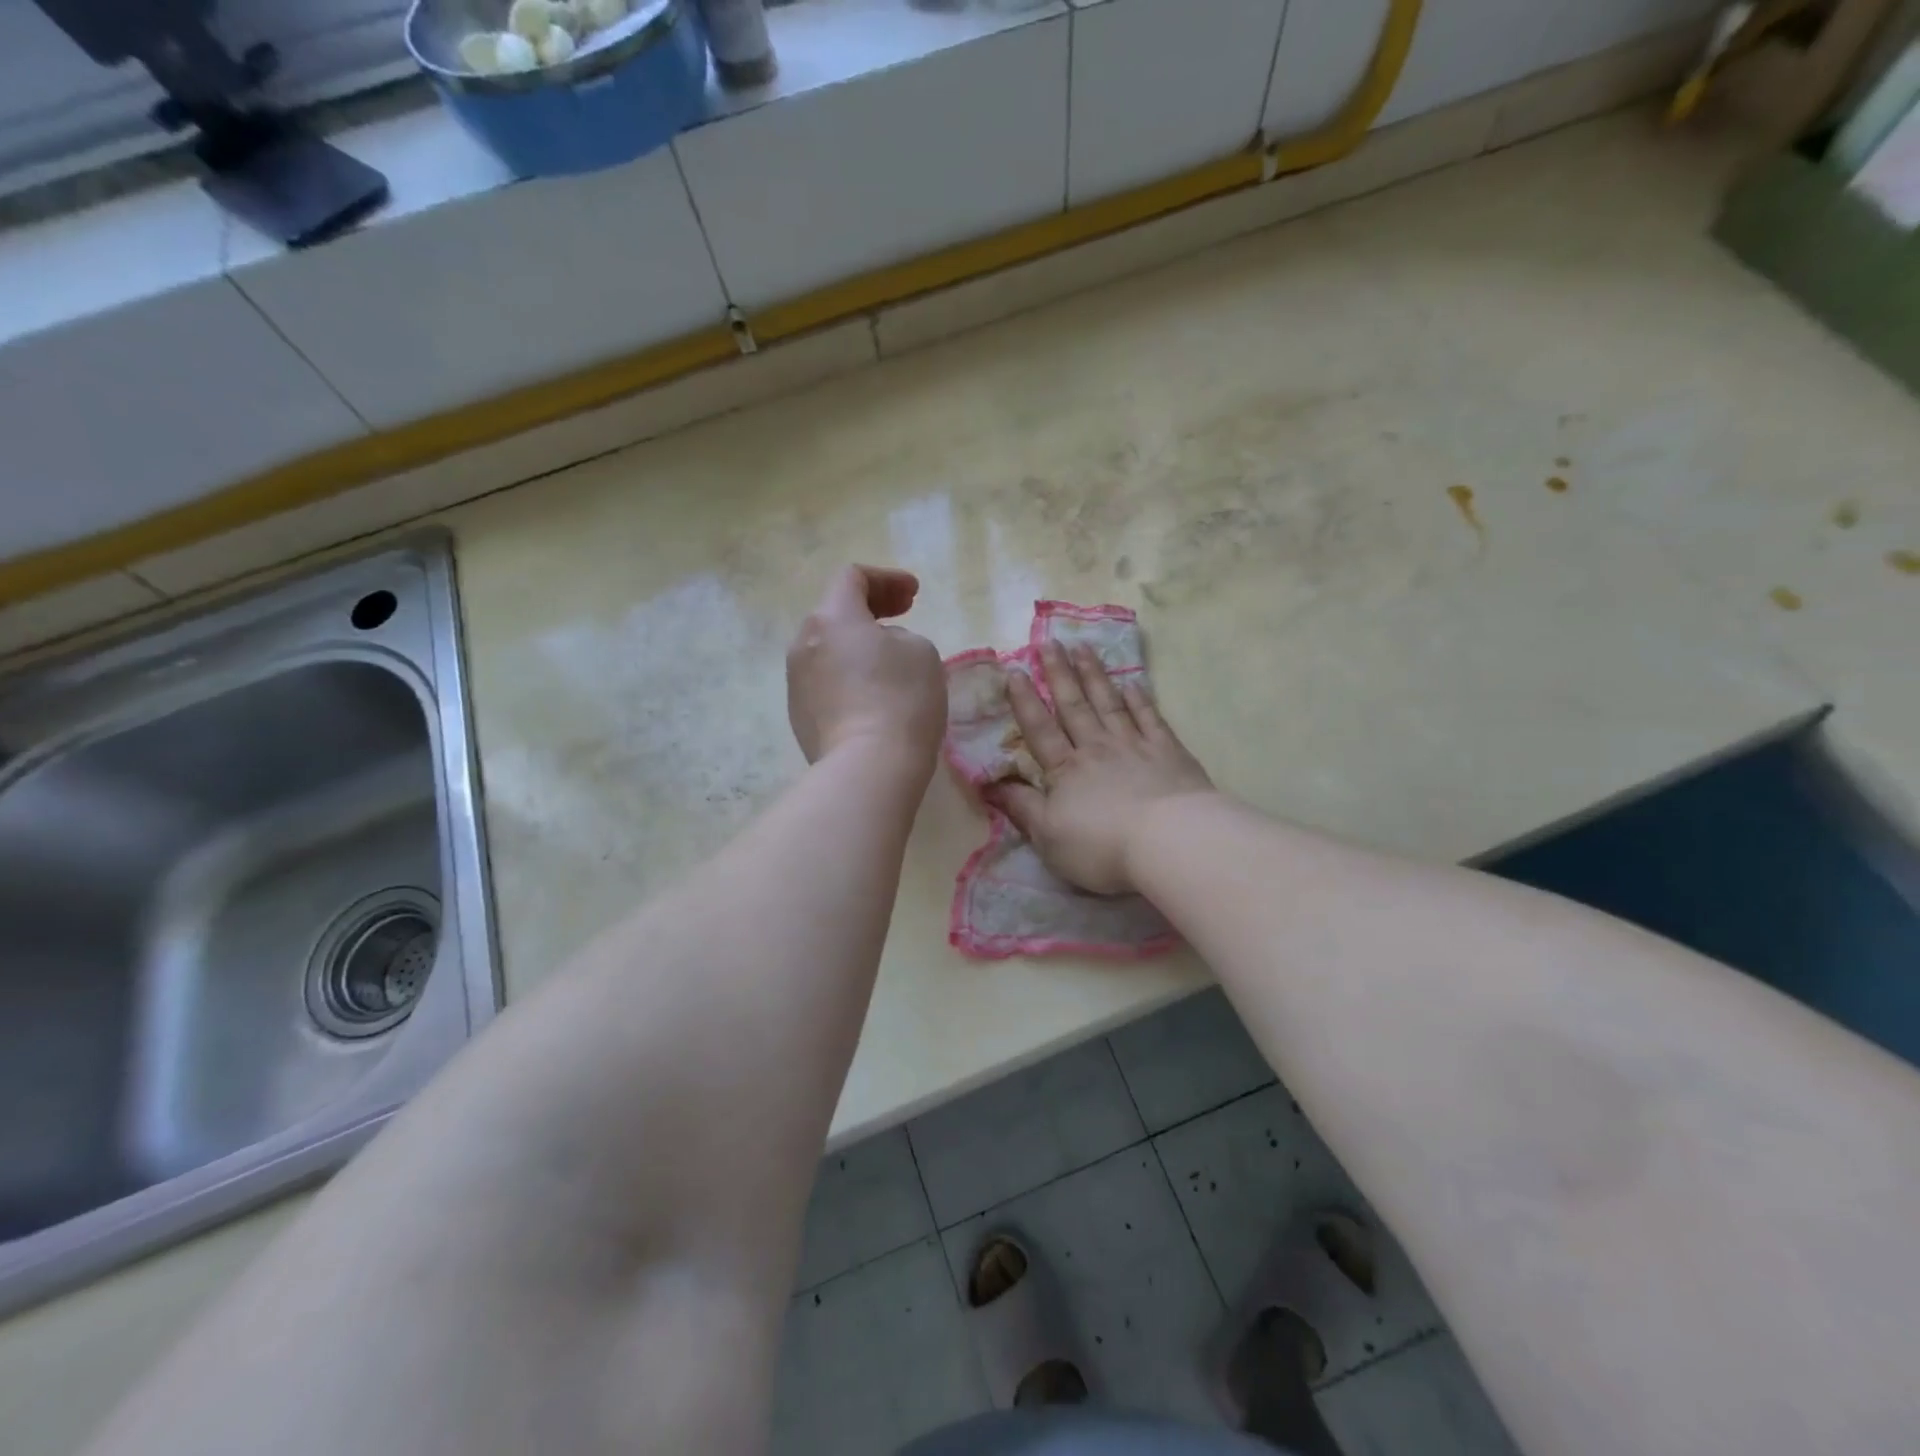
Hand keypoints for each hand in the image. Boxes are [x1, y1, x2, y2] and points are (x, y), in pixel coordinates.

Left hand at [787, 565, 944, 768]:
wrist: (868, 767)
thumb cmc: (901, 699)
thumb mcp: (921, 651)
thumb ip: (899, 636)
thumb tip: (880, 649)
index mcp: (832, 618)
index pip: (852, 578)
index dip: (886, 579)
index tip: (914, 595)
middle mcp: (803, 644)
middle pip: (835, 613)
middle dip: (870, 609)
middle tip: (902, 616)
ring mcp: (795, 683)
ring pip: (828, 650)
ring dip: (857, 646)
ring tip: (889, 660)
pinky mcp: (799, 717)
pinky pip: (826, 683)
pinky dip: (849, 677)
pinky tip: (873, 697)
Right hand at [989, 642, 1214, 894]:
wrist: (1169, 841)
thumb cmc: (1101, 846)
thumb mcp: (1047, 836)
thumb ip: (1020, 807)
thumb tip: (988, 784)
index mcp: (1065, 770)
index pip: (1039, 729)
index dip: (1024, 701)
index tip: (1014, 670)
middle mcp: (1096, 749)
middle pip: (1073, 706)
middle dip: (1059, 674)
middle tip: (1050, 642)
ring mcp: (1134, 746)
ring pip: (1109, 703)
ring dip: (1094, 676)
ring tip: (1083, 648)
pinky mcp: (1168, 752)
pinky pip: (1149, 718)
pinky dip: (1139, 699)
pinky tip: (1132, 682)